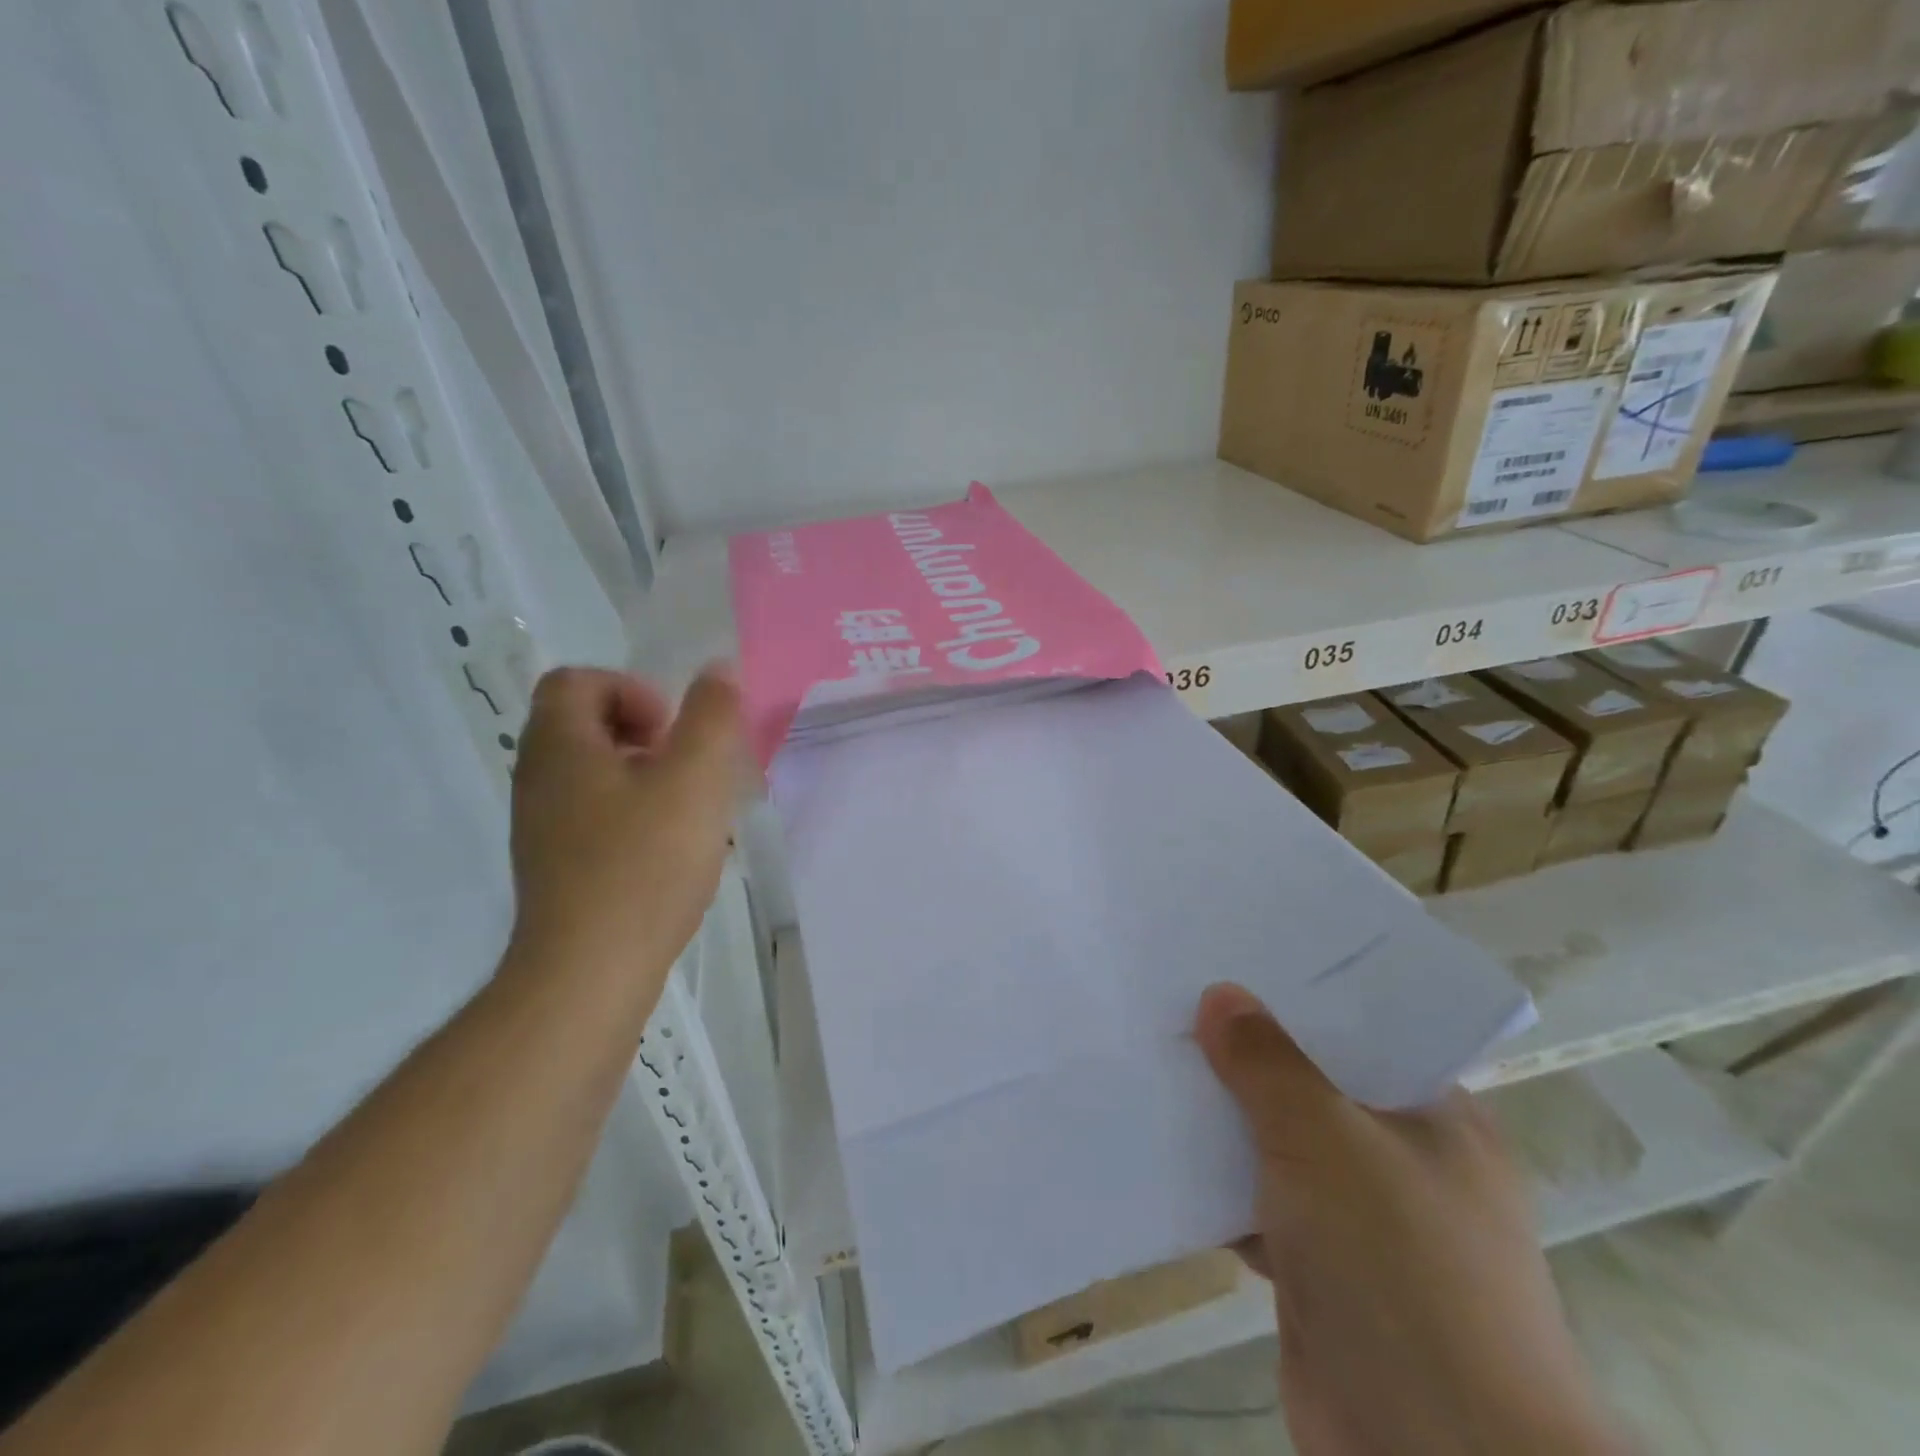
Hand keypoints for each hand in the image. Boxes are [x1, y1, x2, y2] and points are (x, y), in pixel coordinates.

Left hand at [507, 665, 745, 983]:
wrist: (589, 972)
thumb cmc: (644, 865)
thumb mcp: (694, 780)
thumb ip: (711, 717)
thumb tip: (718, 669)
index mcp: (560, 746)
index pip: (577, 680)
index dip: (631, 689)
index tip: (672, 731)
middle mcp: (538, 778)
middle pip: (583, 723)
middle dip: (643, 732)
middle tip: (683, 767)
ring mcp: (541, 825)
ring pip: (592, 772)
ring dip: (643, 775)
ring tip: (685, 810)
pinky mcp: (555, 865)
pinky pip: (592, 814)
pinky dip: (631, 813)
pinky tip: (668, 850)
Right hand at [1194, 983, 1627, 1455]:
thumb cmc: (1398, 1269)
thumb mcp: (1326, 1139)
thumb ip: (1267, 1062)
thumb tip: (1220, 995)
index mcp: (1437, 1119)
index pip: (1362, 1031)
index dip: (1298, 997)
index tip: (1232, 963)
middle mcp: (1404, 1162)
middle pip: (1312, 1085)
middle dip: (1247, 1055)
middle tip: (1177, 1002)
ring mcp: (1362, 1222)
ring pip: (1279, 1146)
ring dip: (1224, 1119)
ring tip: (1156, 1058)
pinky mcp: (1320, 1272)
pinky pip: (1257, 1203)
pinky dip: (1216, 1183)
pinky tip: (1160, 1145)